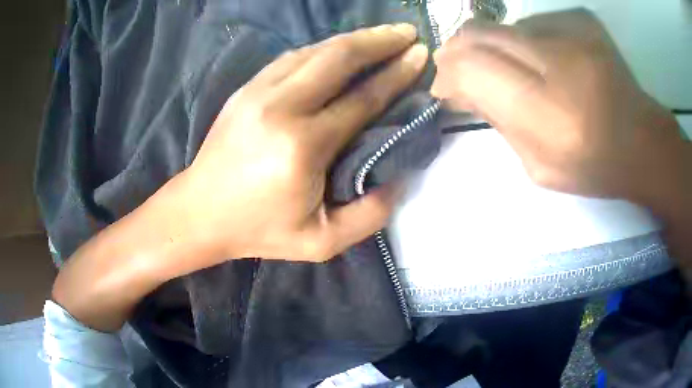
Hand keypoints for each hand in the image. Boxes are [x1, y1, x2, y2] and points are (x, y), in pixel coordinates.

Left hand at [177, 24, 427, 262]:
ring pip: (316, 50)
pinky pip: (293, 57)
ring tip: (384, 34)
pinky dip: (324, 48)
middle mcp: (281, 107)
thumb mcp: (321, 242)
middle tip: (409, 32)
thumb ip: (370, 215)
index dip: (397, 74)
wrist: (200, 212)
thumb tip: (399, 176)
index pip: (363, 99)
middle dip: (381, 40)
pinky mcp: (247, 88)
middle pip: (339, 58)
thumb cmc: (259, 230)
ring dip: (354, 38)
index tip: (420, 56)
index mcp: (303, 147)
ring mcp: (259, 92)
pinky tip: (341, 48)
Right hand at [431, 9, 684, 202]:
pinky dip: (527, 41)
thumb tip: (461, 87)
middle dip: (458, 52)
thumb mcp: (538, 166)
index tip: (447, 89)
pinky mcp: (581, 18)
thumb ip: (497, 121)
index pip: (470, 68)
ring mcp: (571, 30)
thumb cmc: (593, 165)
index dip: (448, 74)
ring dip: (496, 49)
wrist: (642, 141)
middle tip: (462, 71)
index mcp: (546, 111)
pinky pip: (533, 23)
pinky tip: (548, 62)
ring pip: (503, 26)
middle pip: (478, 34)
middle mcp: (556, 59)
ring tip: (518, 73)